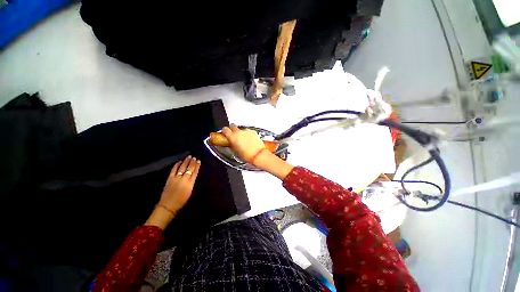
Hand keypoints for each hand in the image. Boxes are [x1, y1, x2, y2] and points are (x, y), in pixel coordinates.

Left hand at [145, 156, 200, 228]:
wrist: (168, 205)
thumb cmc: (181, 201)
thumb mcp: (190, 192)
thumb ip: (191, 183)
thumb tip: (193, 175)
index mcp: (190, 184)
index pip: (195, 172)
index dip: (197, 166)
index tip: (199, 161)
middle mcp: (184, 179)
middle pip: (189, 169)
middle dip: (192, 162)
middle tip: (194, 157)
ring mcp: (176, 178)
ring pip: (182, 168)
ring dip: (186, 162)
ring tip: (189, 157)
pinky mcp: (169, 179)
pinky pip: (173, 170)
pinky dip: (176, 165)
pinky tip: (179, 161)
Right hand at [222, 125, 265, 162]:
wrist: (258, 155)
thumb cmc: (246, 155)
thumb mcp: (235, 151)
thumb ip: (232, 144)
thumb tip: (231, 143)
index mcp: (232, 137)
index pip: (225, 129)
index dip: (225, 131)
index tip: (225, 133)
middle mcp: (239, 132)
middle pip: (233, 126)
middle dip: (232, 129)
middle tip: (234, 135)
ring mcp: (247, 131)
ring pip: (242, 129)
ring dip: (241, 133)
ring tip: (244, 140)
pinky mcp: (253, 132)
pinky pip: (249, 131)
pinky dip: (248, 134)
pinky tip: (250, 140)